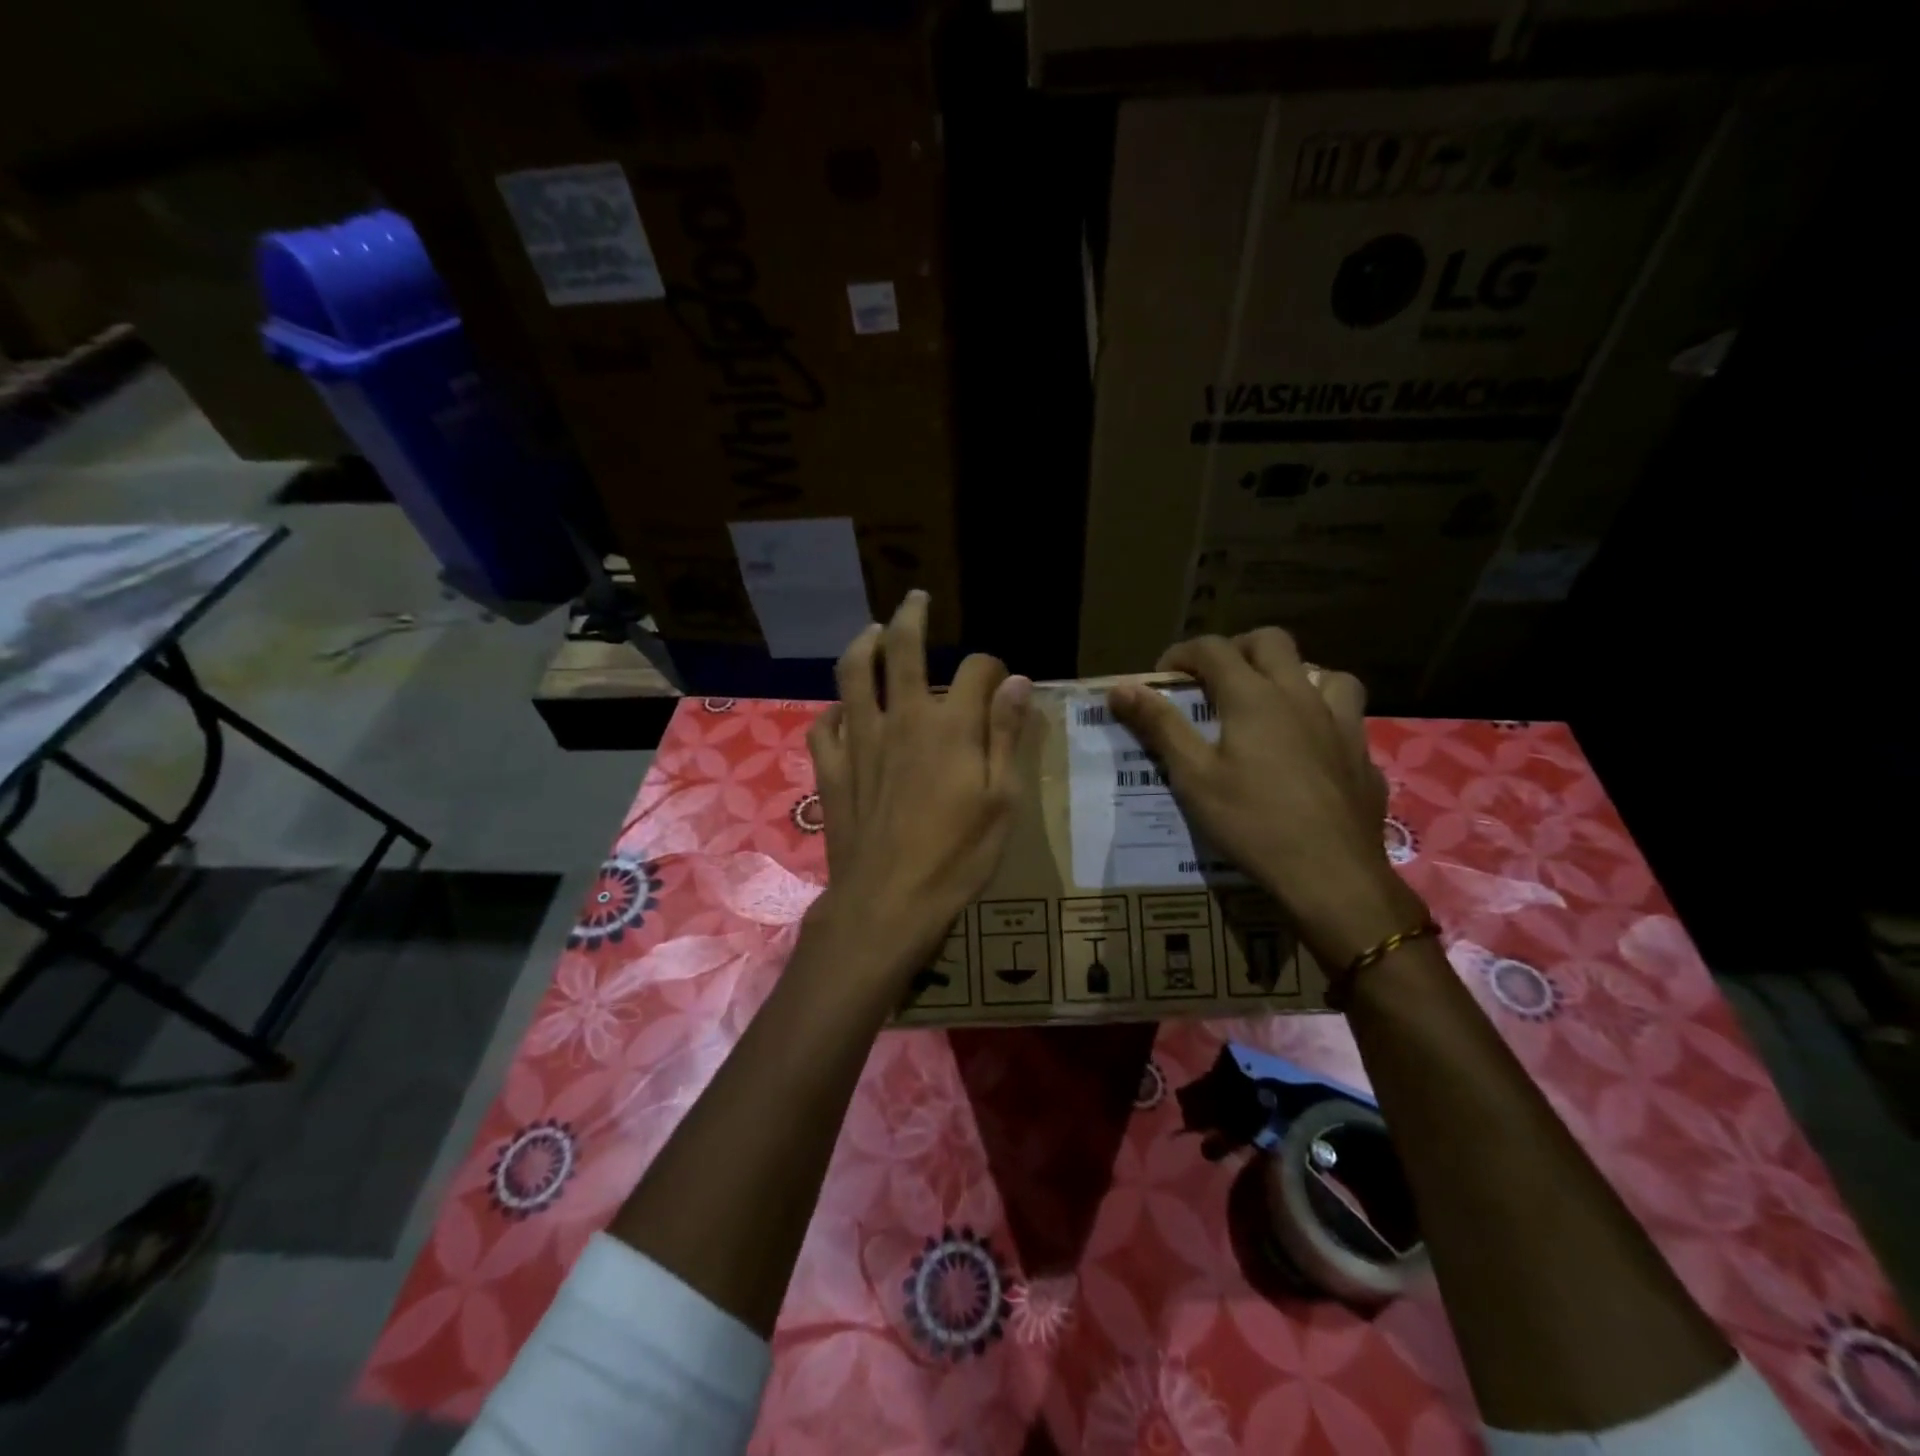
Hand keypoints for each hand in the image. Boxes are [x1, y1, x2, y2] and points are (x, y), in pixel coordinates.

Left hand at [805, 590, 1031, 983]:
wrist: (888, 902)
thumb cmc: (957, 856)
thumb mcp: (1002, 800)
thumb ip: (1006, 735)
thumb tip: (1016, 682)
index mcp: (950, 726)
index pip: (975, 670)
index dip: (991, 667)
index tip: (1000, 680)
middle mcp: (901, 718)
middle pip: (902, 650)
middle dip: (911, 618)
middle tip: (915, 601)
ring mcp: (859, 740)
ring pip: (852, 674)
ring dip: (862, 645)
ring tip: (871, 633)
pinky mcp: (832, 768)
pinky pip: (824, 725)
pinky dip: (833, 710)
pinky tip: (841, 711)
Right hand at [1107, 629, 1420, 967]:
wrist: (1330, 873)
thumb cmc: (1251, 822)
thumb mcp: (1193, 776)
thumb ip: (1159, 726)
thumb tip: (1120, 689)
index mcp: (1253, 697)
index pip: (1213, 649)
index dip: (1182, 654)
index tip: (1163, 677)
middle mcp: (1299, 696)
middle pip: (1271, 641)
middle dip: (1236, 648)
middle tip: (1213, 680)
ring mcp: (1340, 723)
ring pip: (1322, 671)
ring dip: (1291, 674)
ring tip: (1271, 703)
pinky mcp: (1362, 754)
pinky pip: (1346, 715)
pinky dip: (1322, 715)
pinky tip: (1311, 746)